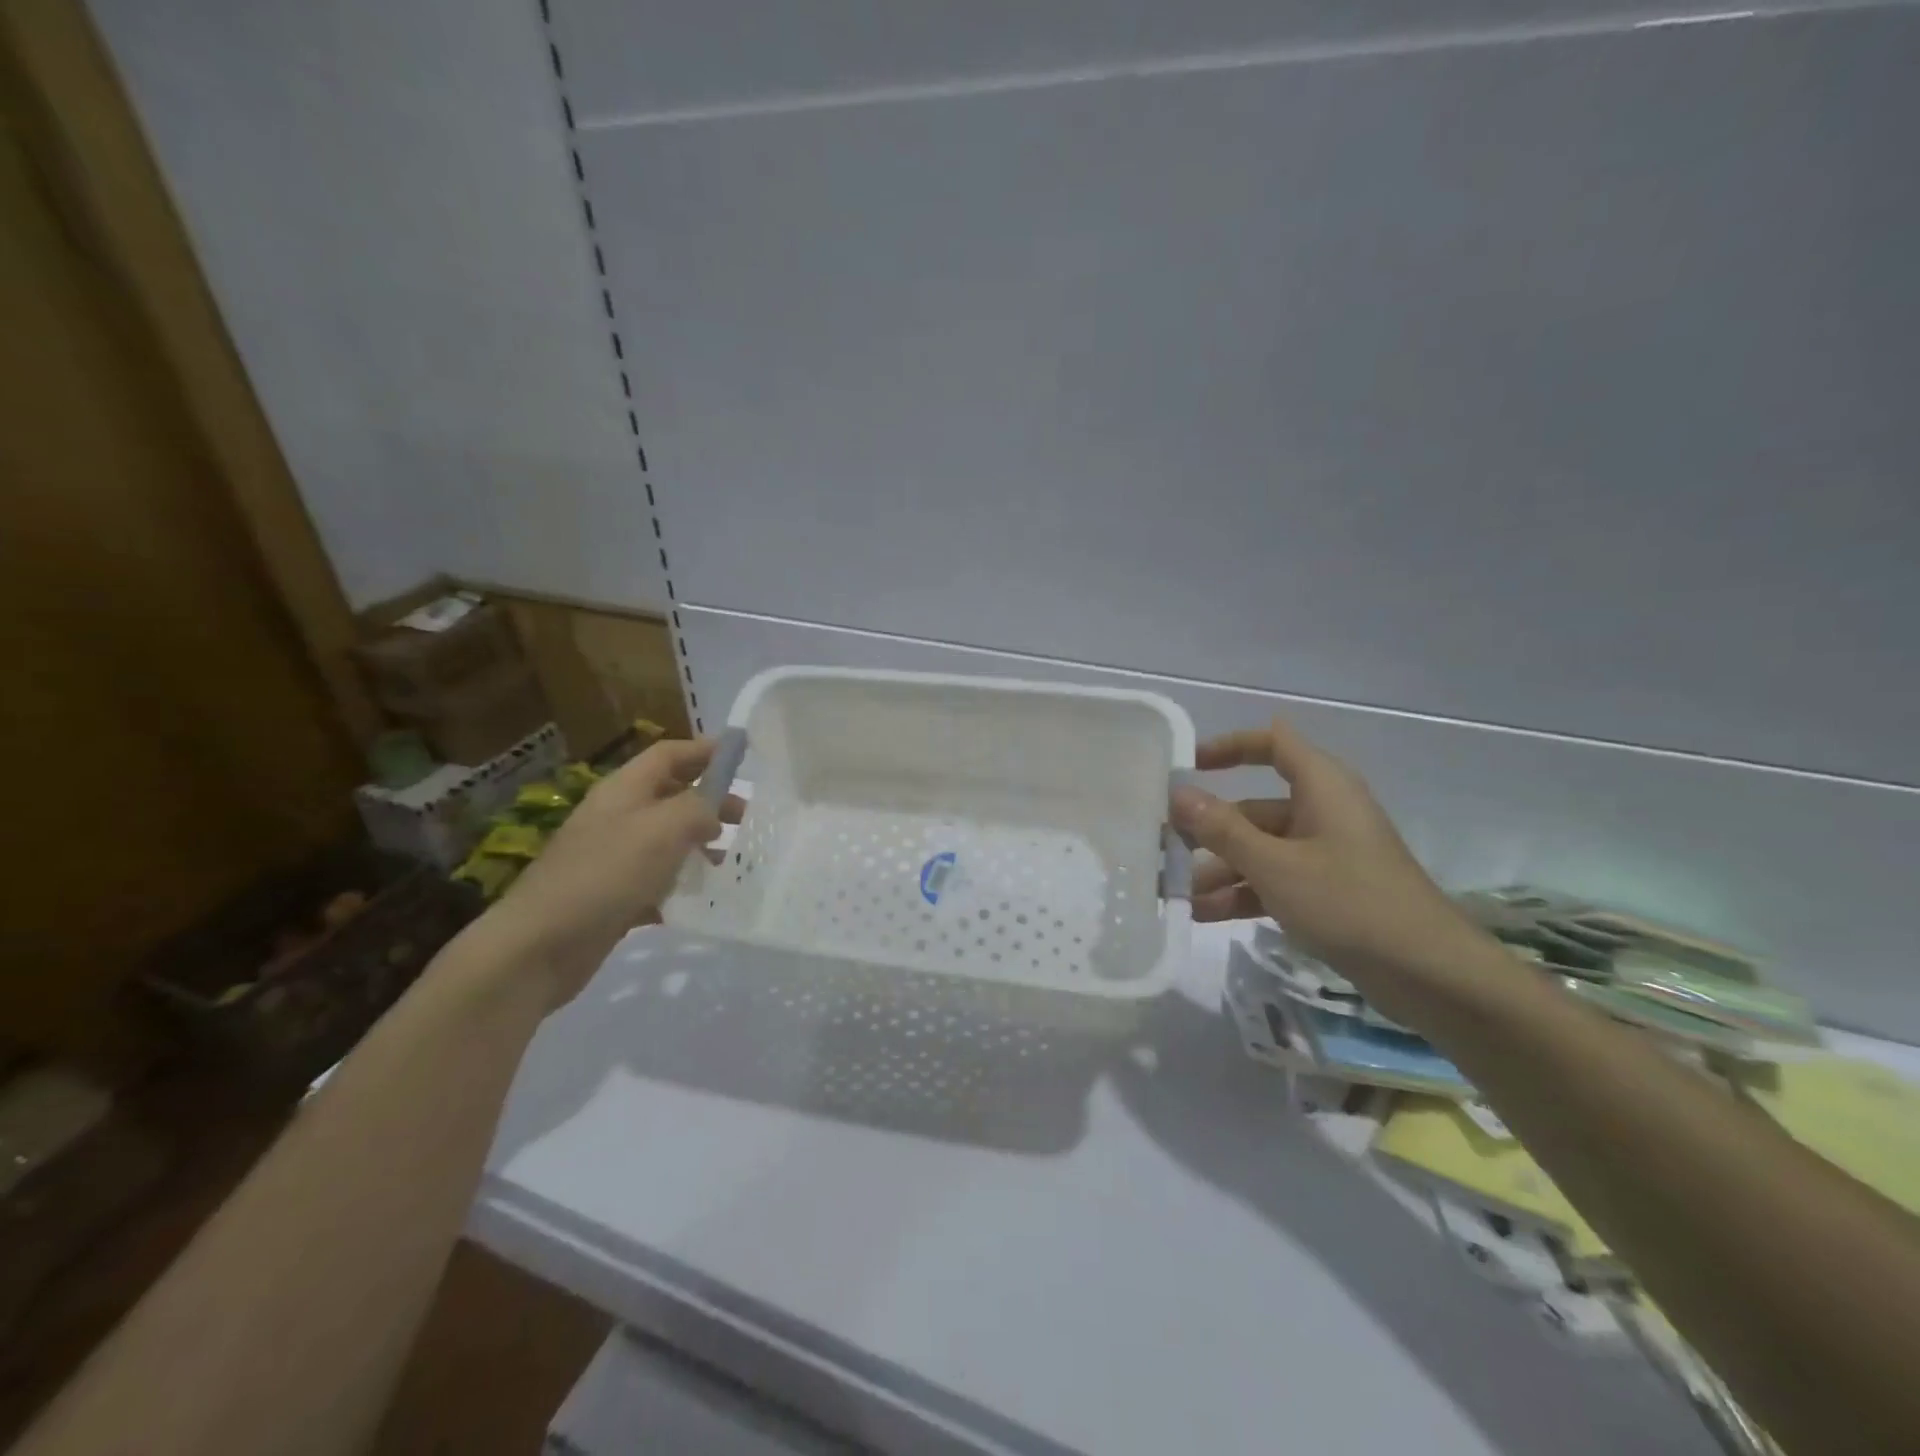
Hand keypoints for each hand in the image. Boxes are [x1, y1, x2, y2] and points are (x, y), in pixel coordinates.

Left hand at [485, 738, 742, 1005]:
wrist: (538, 946)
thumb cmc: (605, 874)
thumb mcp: (663, 829)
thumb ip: (699, 809)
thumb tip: (713, 812)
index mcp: (625, 790)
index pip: (669, 755)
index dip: (705, 751)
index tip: (742, 758)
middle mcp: (618, 817)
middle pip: (671, 795)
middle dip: (710, 801)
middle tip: (746, 819)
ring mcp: (612, 858)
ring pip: (666, 840)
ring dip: (699, 845)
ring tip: (729, 862)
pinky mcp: (612, 896)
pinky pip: (656, 881)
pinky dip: (680, 886)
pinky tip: (701, 900)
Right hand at [1170, 718, 1485, 989]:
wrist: (1431, 975)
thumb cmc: (1350, 903)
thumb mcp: (1275, 865)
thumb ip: (1222, 829)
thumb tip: (1178, 793)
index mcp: (1322, 787)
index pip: (1273, 743)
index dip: (1230, 746)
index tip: (1188, 765)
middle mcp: (1323, 813)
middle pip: (1255, 808)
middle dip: (1209, 830)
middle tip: (1165, 849)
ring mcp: (1326, 855)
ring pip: (1260, 850)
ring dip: (1220, 870)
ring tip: (1177, 894)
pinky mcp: (1329, 892)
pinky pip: (1275, 881)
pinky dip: (1243, 894)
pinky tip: (1203, 916)